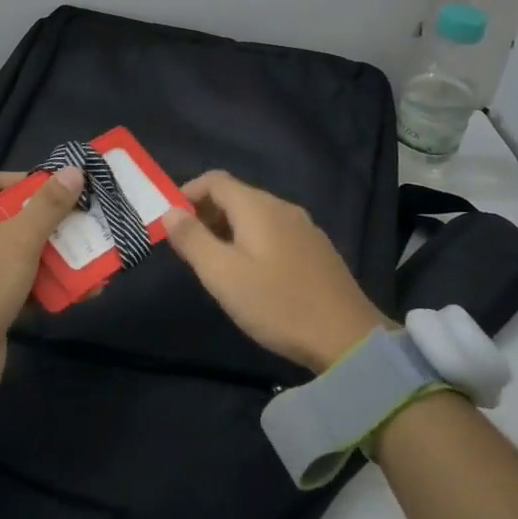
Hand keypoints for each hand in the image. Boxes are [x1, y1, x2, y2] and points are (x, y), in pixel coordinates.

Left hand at [0, 166, 84, 403]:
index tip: (69, 191)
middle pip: (7, 218)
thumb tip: (74, 170)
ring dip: (52, 257)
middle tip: (86, 223)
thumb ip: (48, 205)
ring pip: (13, 253)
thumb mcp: (18, 240)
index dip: (33, 184)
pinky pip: (11, 283)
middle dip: (50, 224)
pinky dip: (39, 285)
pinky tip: (76, 290)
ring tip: (91, 257)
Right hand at [162, 170, 389, 372]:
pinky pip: (275, 232)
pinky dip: (252, 241)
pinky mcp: (317, 250)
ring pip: (256, 216)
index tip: (171, 221)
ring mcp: (304, 228)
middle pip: (235, 196)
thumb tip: (170, 211)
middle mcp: (282, 207)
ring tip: (216, 264)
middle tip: (189, 248)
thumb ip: (192, 239)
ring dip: (228, 230)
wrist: (348, 338)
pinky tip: (252, 275)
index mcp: (257, 207)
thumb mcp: (222, 275)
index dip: (187, 193)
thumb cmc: (277, 303)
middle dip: (206, 214)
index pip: (214, 180)